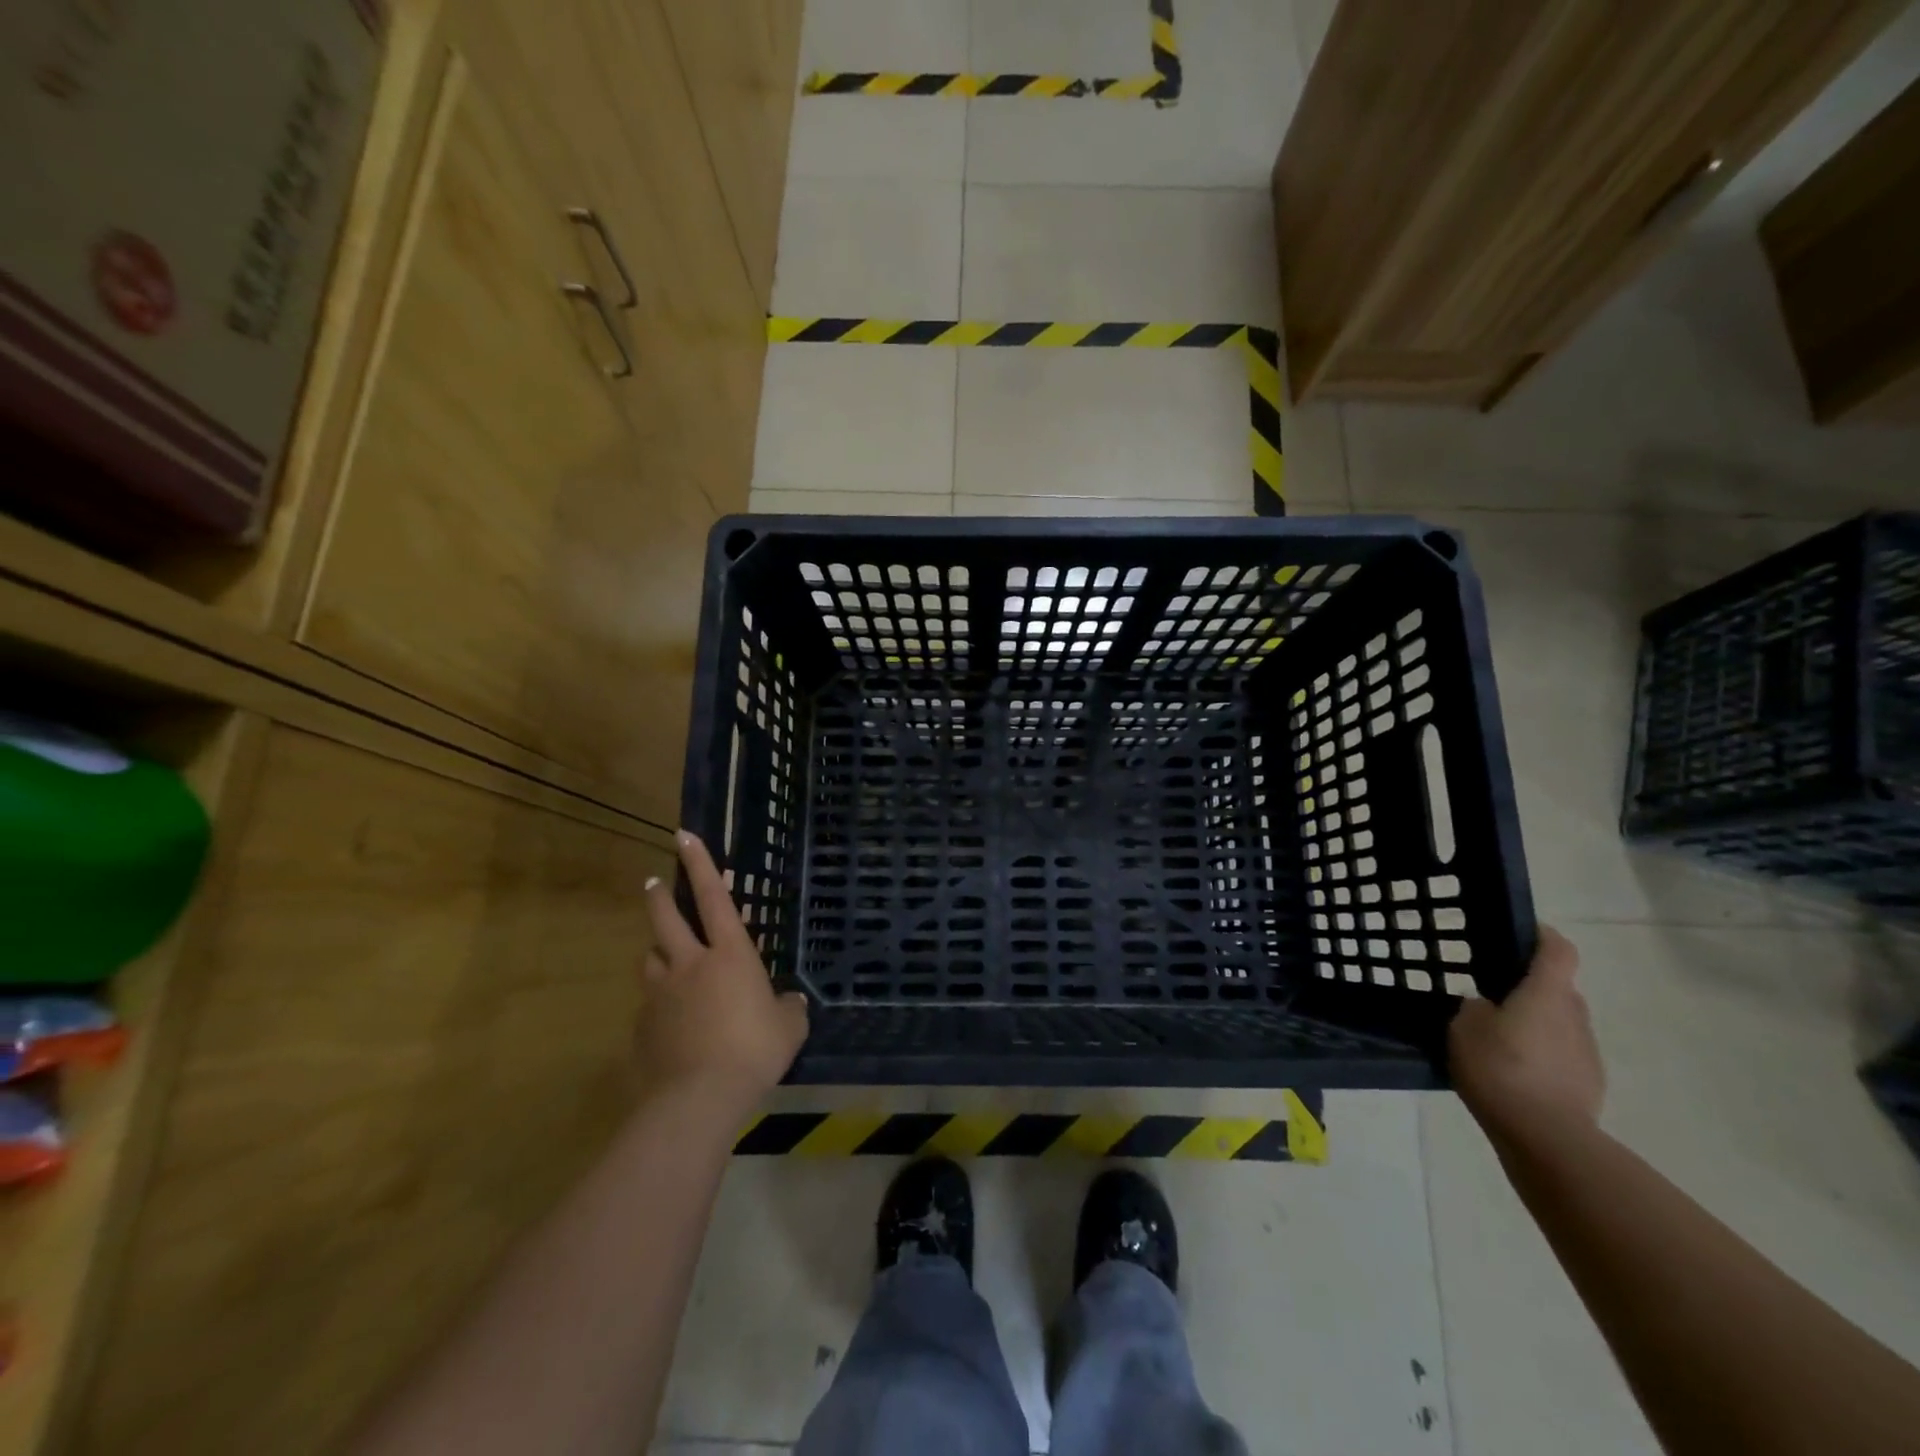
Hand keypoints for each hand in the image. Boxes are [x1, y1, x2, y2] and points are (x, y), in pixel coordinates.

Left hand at [637, 831, 807, 1108]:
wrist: (699, 1098)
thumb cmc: (754, 1051)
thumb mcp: (788, 1029)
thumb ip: (789, 1009)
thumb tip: (791, 1002)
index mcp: (730, 955)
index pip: (714, 897)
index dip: (701, 864)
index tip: (683, 836)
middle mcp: (690, 964)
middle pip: (666, 919)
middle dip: (660, 896)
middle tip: (653, 882)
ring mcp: (661, 994)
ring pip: (651, 959)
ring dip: (658, 951)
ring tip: (664, 956)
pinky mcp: (643, 1026)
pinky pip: (649, 1003)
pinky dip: (658, 1002)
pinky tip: (669, 1022)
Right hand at [1449, 925, 1604, 1150]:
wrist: (1546, 1136)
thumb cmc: (1500, 1067)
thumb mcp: (1464, 1026)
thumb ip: (1476, 1007)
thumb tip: (1486, 1005)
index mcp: (1546, 993)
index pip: (1558, 950)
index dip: (1542, 936)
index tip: (1520, 933)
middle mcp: (1575, 1014)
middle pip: (1559, 988)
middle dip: (1531, 987)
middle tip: (1493, 995)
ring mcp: (1587, 1051)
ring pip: (1560, 1023)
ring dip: (1536, 1023)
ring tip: (1499, 1040)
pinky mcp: (1589, 1082)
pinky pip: (1563, 1054)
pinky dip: (1542, 1055)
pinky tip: (1513, 1072)